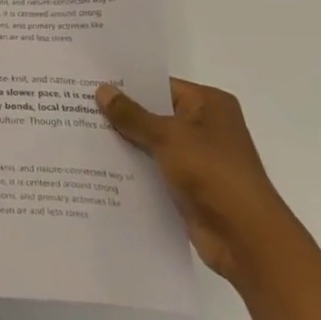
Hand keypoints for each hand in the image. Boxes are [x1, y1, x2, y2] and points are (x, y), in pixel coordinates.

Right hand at [96, 78, 302, 289]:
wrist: (244, 237)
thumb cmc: (212, 173)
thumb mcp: (168, 136)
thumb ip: (132, 115)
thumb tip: (102, 90)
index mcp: (209, 104)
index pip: (160, 85)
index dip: (127, 85)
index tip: (91, 82)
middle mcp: (205, 126)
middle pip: (154, 113)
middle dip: (120, 114)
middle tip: (76, 105)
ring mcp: (197, 158)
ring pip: (151, 142)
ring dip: (124, 142)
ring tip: (79, 132)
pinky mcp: (188, 185)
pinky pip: (153, 168)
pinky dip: (132, 166)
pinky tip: (98, 164)